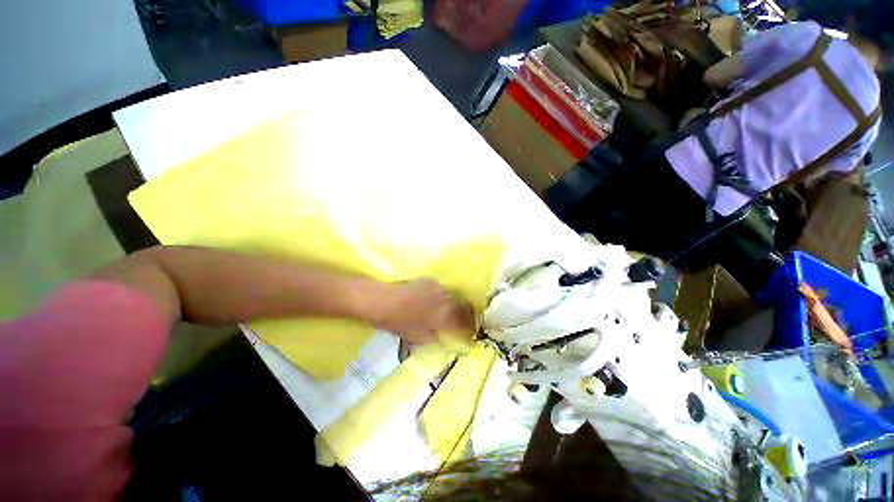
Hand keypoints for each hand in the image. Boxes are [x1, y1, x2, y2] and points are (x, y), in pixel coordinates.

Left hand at [374, 279, 475, 345]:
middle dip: (465, 315)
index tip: (471, 333)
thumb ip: (435, 336)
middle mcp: (446, 300)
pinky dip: (441, 297)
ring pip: (452, 298)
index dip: (469, 329)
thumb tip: (443, 334)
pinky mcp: (430, 281)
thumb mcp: (418, 337)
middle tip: (464, 321)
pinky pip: (442, 291)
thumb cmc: (399, 323)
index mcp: (444, 316)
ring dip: (453, 305)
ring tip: (449, 311)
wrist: (383, 300)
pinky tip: (434, 300)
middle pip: (462, 307)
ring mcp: (438, 288)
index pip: (464, 323)